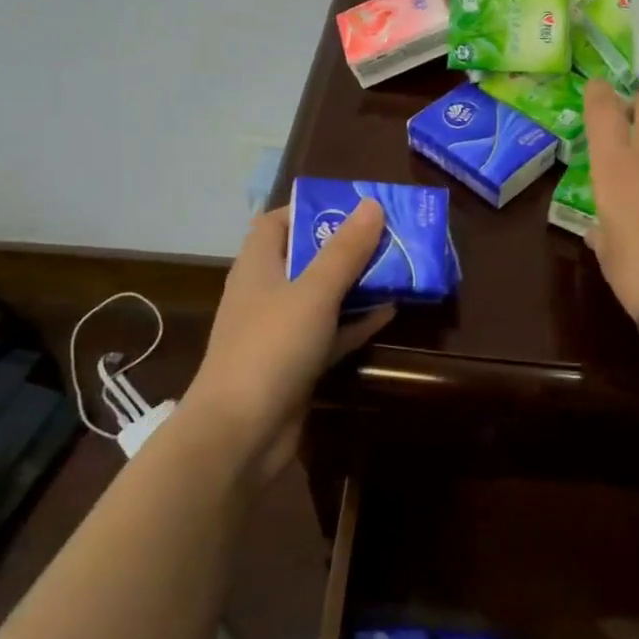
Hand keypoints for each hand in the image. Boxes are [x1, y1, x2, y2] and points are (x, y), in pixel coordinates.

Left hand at [184, 201, 394, 479]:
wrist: (240, 434)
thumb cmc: (271, 348)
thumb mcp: (314, 292)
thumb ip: (345, 251)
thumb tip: (371, 204)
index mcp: (258, 266)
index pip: (276, 222)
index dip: (310, 209)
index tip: (352, 206)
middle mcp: (266, 293)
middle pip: (306, 257)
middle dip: (345, 246)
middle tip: (388, 235)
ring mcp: (281, 330)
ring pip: (323, 295)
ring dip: (356, 283)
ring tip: (398, 266)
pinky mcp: (296, 363)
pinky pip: (331, 332)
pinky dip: (356, 321)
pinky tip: (390, 311)